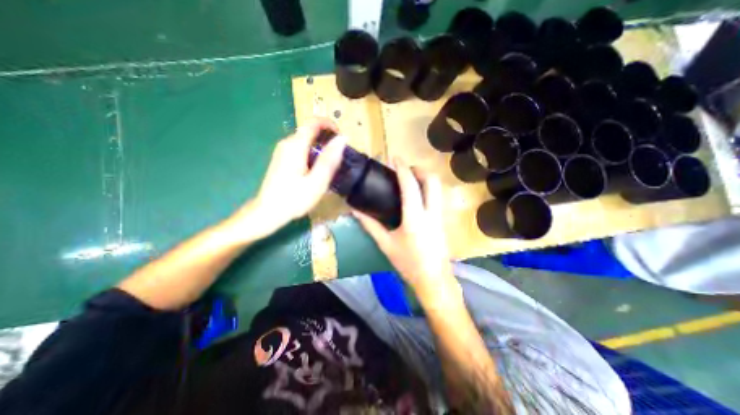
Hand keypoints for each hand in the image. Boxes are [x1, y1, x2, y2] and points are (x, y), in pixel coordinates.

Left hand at [228, 119, 345, 239]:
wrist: (268, 212)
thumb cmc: (294, 199)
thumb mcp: (317, 181)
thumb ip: (329, 159)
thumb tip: (342, 138)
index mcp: (295, 145)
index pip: (313, 122)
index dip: (330, 124)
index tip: (341, 137)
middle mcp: (287, 143)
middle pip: (310, 130)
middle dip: (327, 138)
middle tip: (339, 156)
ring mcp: (283, 150)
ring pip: (306, 140)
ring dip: (321, 147)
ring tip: (330, 165)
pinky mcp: (282, 158)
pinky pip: (301, 148)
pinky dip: (312, 153)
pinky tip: (316, 170)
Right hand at [350, 159, 457, 304]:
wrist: (434, 280)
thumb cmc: (408, 263)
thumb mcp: (386, 244)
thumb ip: (370, 225)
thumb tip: (355, 210)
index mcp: (415, 218)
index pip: (410, 185)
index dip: (403, 168)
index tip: (395, 158)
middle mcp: (431, 212)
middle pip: (432, 180)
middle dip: (419, 169)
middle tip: (405, 170)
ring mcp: (441, 216)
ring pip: (438, 187)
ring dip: (425, 178)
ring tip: (411, 179)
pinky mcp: (444, 220)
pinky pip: (438, 196)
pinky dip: (428, 188)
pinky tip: (418, 195)